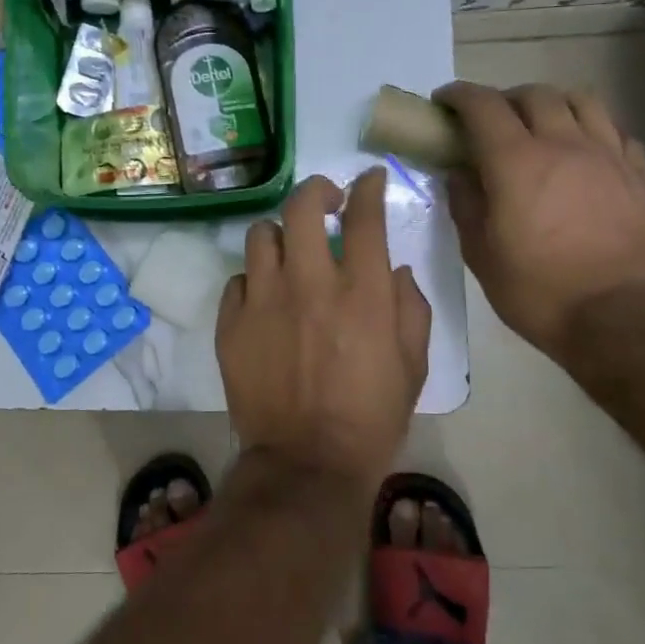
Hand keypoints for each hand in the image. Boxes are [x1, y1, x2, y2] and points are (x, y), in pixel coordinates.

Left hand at [216, 170, 432, 488]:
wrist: (306, 464)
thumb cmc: (370, 418)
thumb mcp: (413, 366)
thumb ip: (409, 308)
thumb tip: (393, 271)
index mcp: (360, 294)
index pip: (364, 218)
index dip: (368, 187)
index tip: (370, 179)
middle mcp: (309, 285)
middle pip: (301, 207)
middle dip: (317, 191)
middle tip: (326, 202)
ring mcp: (263, 301)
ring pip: (261, 235)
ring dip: (281, 236)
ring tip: (291, 254)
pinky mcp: (232, 324)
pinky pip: (238, 280)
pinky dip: (255, 282)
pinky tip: (266, 301)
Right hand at [435, 81, 644, 360]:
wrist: (619, 320)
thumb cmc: (537, 291)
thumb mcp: (480, 253)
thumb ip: (465, 204)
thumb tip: (459, 173)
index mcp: (517, 162)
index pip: (483, 106)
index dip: (459, 96)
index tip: (444, 102)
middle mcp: (564, 145)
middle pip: (534, 95)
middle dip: (505, 99)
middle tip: (492, 121)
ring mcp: (609, 156)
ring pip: (582, 101)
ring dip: (553, 104)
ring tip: (542, 125)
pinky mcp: (642, 175)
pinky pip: (618, 132)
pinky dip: (594, 130)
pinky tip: (586, 151)